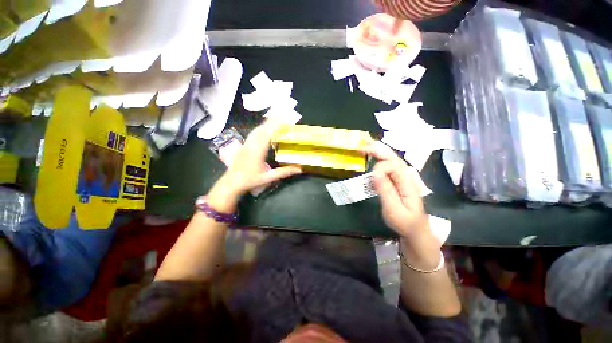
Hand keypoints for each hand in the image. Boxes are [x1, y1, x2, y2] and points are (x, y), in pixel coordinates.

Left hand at [208, 120, 301, 211]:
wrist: (231, 182)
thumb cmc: (250, 180)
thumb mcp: (269, 177)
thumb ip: (284, 172)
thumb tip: (300, 169)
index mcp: (258, 151)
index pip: (268, 134)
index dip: (276, 125)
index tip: (284, 119)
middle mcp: (251, 144)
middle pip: (262, 128)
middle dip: (272, 121)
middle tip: (283, 115)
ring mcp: (246, 144)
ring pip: (256, 129)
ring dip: (266, 123)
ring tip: (275, 119)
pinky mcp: (244, 145)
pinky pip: (253, 133)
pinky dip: (260, 128)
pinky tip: (264, 128)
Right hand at [365, 141, 428, 238]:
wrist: (416, 230)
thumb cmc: (405, 223)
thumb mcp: (394, 210)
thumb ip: (385, 190)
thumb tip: (375, 172)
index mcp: (407, 184)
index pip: (394, 166)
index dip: (380, 168)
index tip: (371, 177)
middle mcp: (406, 177)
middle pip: (393, 158)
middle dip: (378, 150)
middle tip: (363, 146)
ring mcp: (402, 178)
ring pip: (391, 160)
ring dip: (378, 151)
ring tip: (365, 147)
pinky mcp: (397, 181)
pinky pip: (388, 166)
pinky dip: (379, 159)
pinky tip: (373, 156)